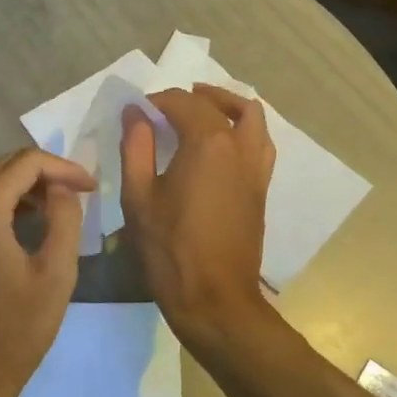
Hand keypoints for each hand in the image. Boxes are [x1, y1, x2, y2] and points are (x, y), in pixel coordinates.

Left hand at [0, 147, 92, 396]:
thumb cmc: (17, 329)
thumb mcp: (56, 273)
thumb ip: (65, 218)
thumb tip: (62, 189)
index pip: (26, 163)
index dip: (64, 167)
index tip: (92, 186)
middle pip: (4, 167)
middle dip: (45, 172)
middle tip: (79, 191)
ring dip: (26, 187)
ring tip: (61, 206)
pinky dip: (7, 204)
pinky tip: (30, 223)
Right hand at [120, 84, 276, 348]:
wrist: (214, 298)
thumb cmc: (170, 248)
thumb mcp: (139, 196)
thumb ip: (136, 146)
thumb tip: (135, 113)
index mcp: (208, 143)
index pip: (182, 103)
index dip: (157, 102)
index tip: (137, 112)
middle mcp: (239, 147)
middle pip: (220, 104)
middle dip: (191, 98)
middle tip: (166, 105)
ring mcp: (256, 168)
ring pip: (252, 118)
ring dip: (227, 105)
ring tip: (202, 110)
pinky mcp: (261, 188)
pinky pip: (260, 142)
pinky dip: (243, 129)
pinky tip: (220, 145)